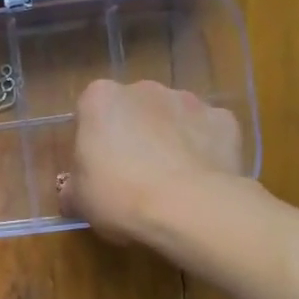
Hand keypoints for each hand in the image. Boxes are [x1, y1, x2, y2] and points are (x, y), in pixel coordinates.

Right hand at [61, 80, 245, 244]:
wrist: (188, 209)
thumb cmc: (119, 197)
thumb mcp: (78, 200)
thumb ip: (73, 188)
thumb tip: (74, 193)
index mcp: (100, 99)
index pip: (90, 113)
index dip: (93, 142)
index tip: (97, 169)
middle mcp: (143, 88)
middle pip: (133, 111)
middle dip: (133, 135)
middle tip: (132, 176)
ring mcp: (188, 100)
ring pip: (171, 118)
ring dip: (169, 139)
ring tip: (170, 181)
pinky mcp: (224, 120)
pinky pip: (207, 132)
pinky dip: (203, 149)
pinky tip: (200, 180)